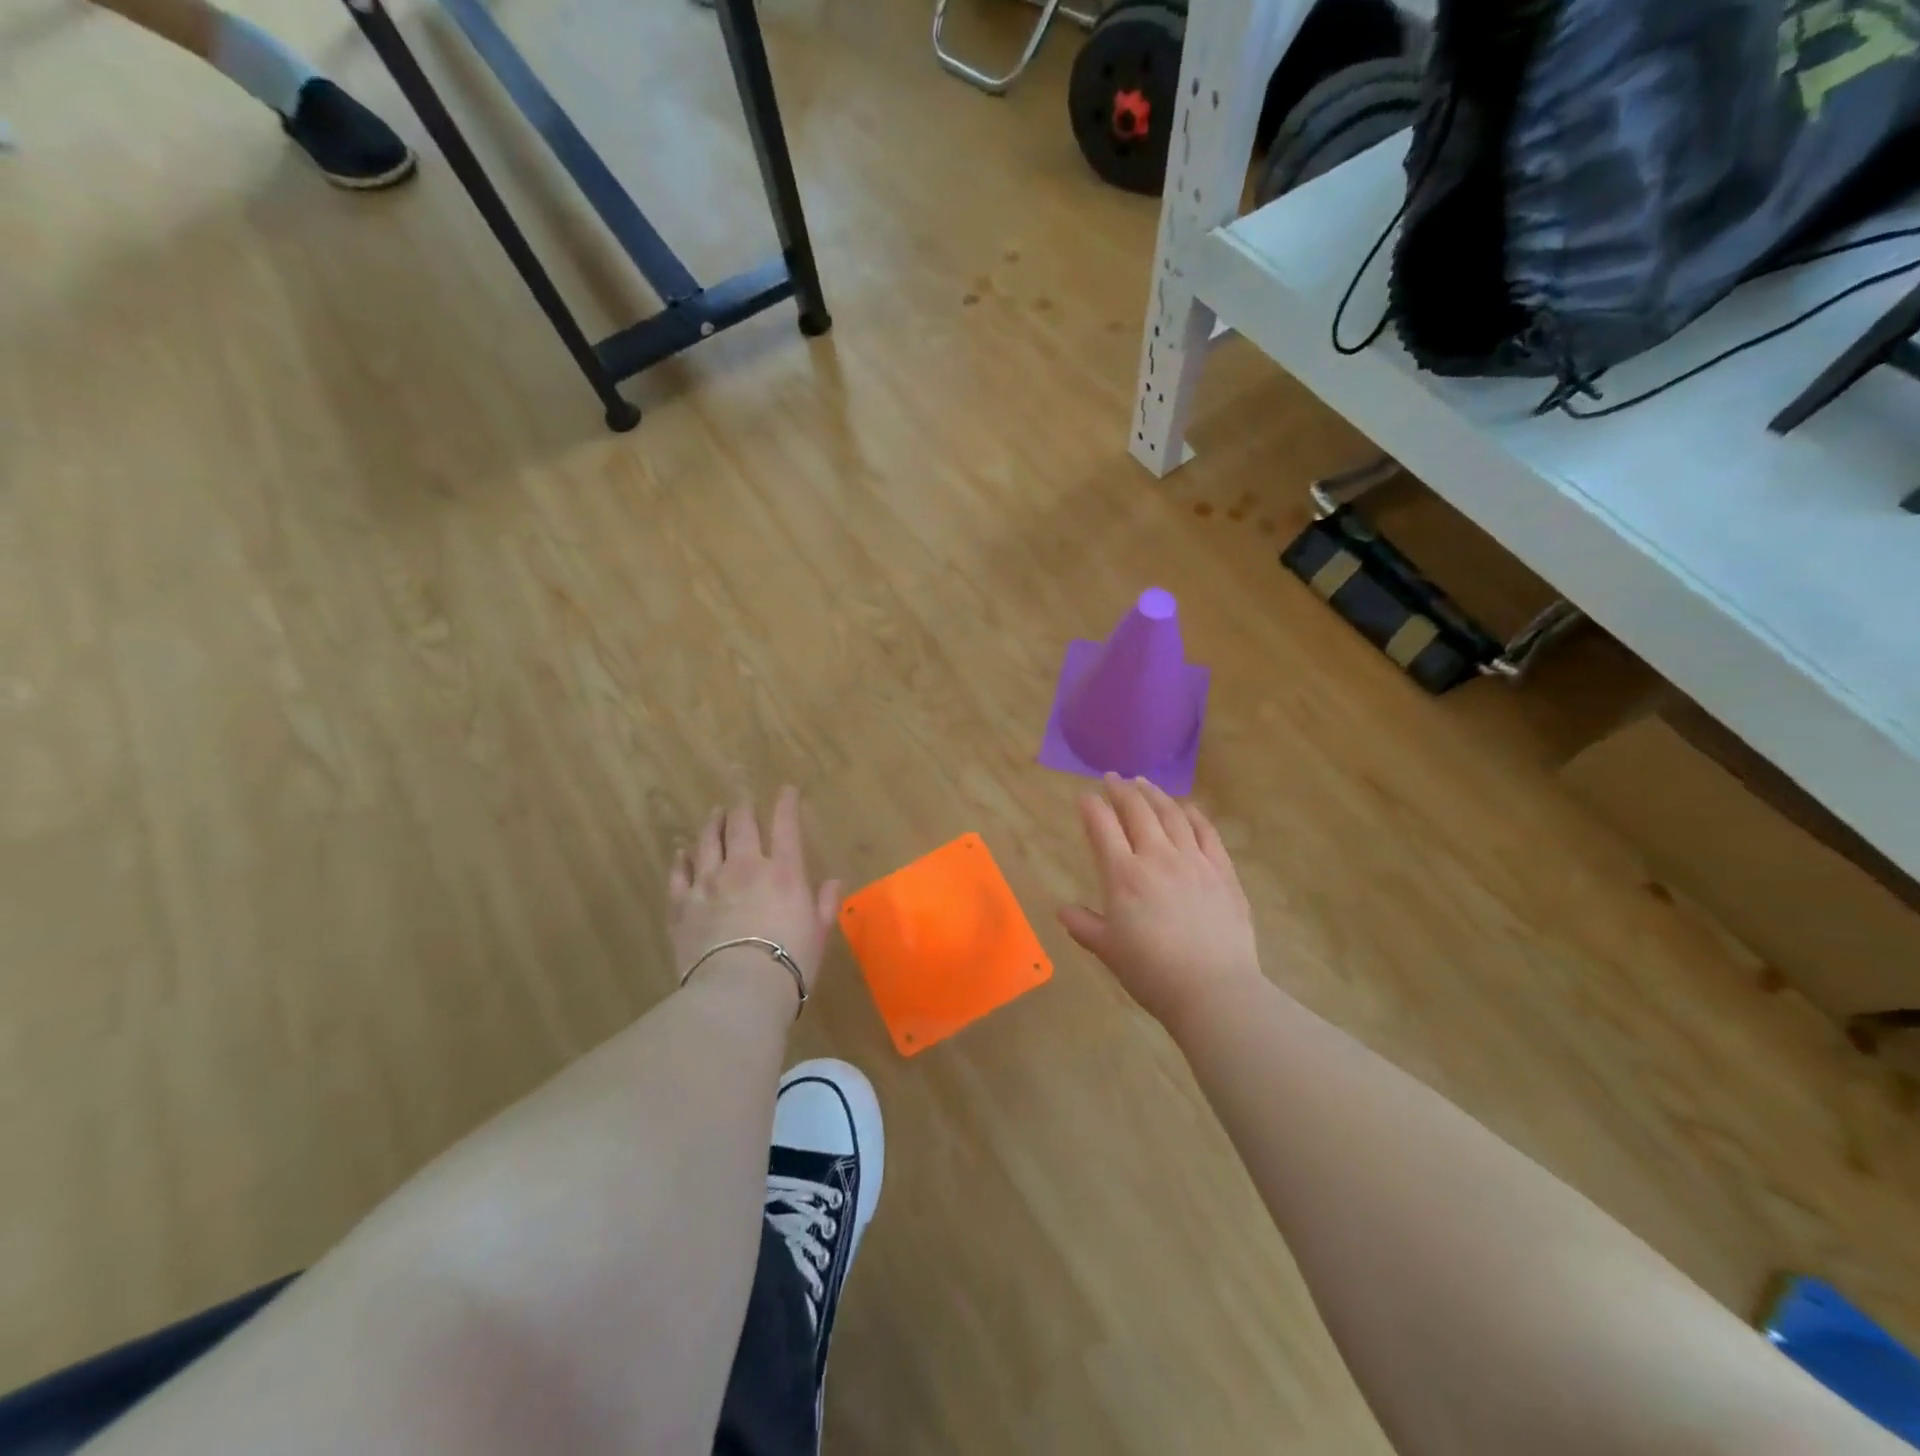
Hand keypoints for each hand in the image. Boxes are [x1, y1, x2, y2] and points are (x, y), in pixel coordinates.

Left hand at [669, 787, 840, 1001]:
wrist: (739, 989)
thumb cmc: (790, 962)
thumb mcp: (819, 933)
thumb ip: (825, 903)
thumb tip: (833, 881)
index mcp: (784, 872)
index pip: (786, 826)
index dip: (786, 804)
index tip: (786, 790)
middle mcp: (745, 867)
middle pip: (741, 825)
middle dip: (743, 808)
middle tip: (742, 800)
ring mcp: (709, 882)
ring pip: (708, 841)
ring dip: (712, 824)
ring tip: (714, 814)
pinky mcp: (681, 904)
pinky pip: (679, 872)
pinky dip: (681, 858)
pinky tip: (681, 852)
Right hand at [1059, 774, 1260, 1031]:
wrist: (1214, 990)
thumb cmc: (1152, 972)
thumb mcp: (1107, 950)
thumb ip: (1083, 925)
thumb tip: (1063, 910)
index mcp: (1123, 875)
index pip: (1103, 828)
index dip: (1092, 808)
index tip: (1084, 796)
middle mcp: (1157, 857)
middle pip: (1137, 812)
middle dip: (1121, 790)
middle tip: (1113, 778)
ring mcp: (1194, 861)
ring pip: (1172, 815)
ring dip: (1155, 794)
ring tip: (1144, 783)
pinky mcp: (1222, 871)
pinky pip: (1207, 832)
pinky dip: (1194, 814)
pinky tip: (1187, 808)